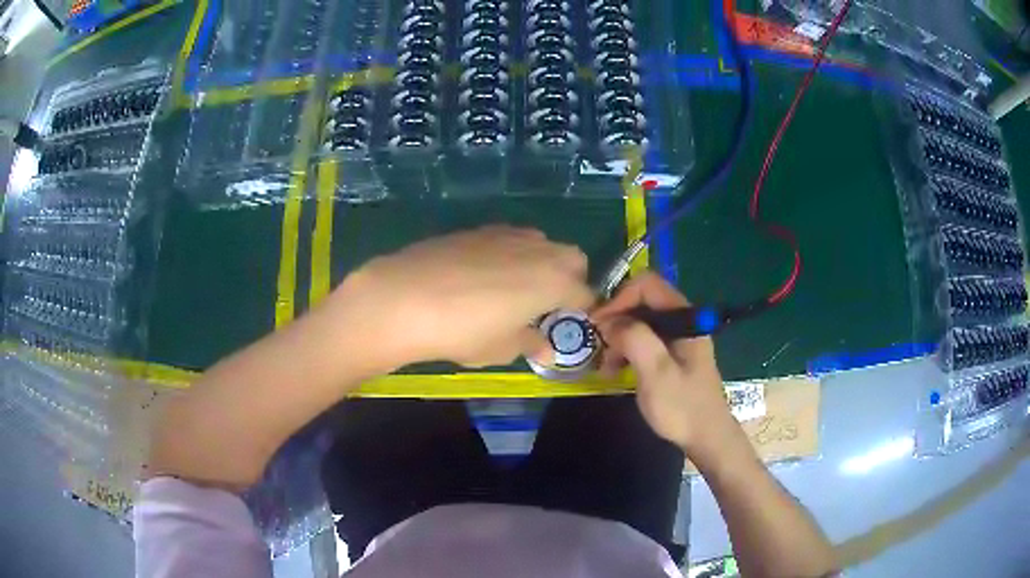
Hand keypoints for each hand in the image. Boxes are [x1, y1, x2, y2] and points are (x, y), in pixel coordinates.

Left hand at [330, 225, 592, 367]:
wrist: (404, 297)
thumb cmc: (462, 331)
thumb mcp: (500, 348)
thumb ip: (529, 343)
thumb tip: (545, 347)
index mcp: (554, 281)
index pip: (585, 293)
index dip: (580, 310)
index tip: (566, 323)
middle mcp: (539, 250)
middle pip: (572, 258)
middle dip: (569, 279)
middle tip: (545, 304)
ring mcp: (507, 234)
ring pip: (541, 243)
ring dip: (540, 262)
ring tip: (513, 288)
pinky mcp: (478, 229)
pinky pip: (509, 238)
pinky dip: (510, 254)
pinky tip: (481, 275)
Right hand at [592, 273, 738, 458]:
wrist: (706, 438)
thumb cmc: (682, 406)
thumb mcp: (656, 372)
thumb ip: (635, 338)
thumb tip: (609, 321)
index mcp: (685, 318)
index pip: (647, 285)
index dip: (619, 298)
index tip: (598, 324)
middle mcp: (683, 321)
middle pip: (642, 302)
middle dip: (616, 320)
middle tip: (598, 346)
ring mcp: (678, 338)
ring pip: (641, 322)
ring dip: (619, 338)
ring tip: (605, 365)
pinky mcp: (673, 355)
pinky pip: (645, 340)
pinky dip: (627, 350)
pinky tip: (616, 370)